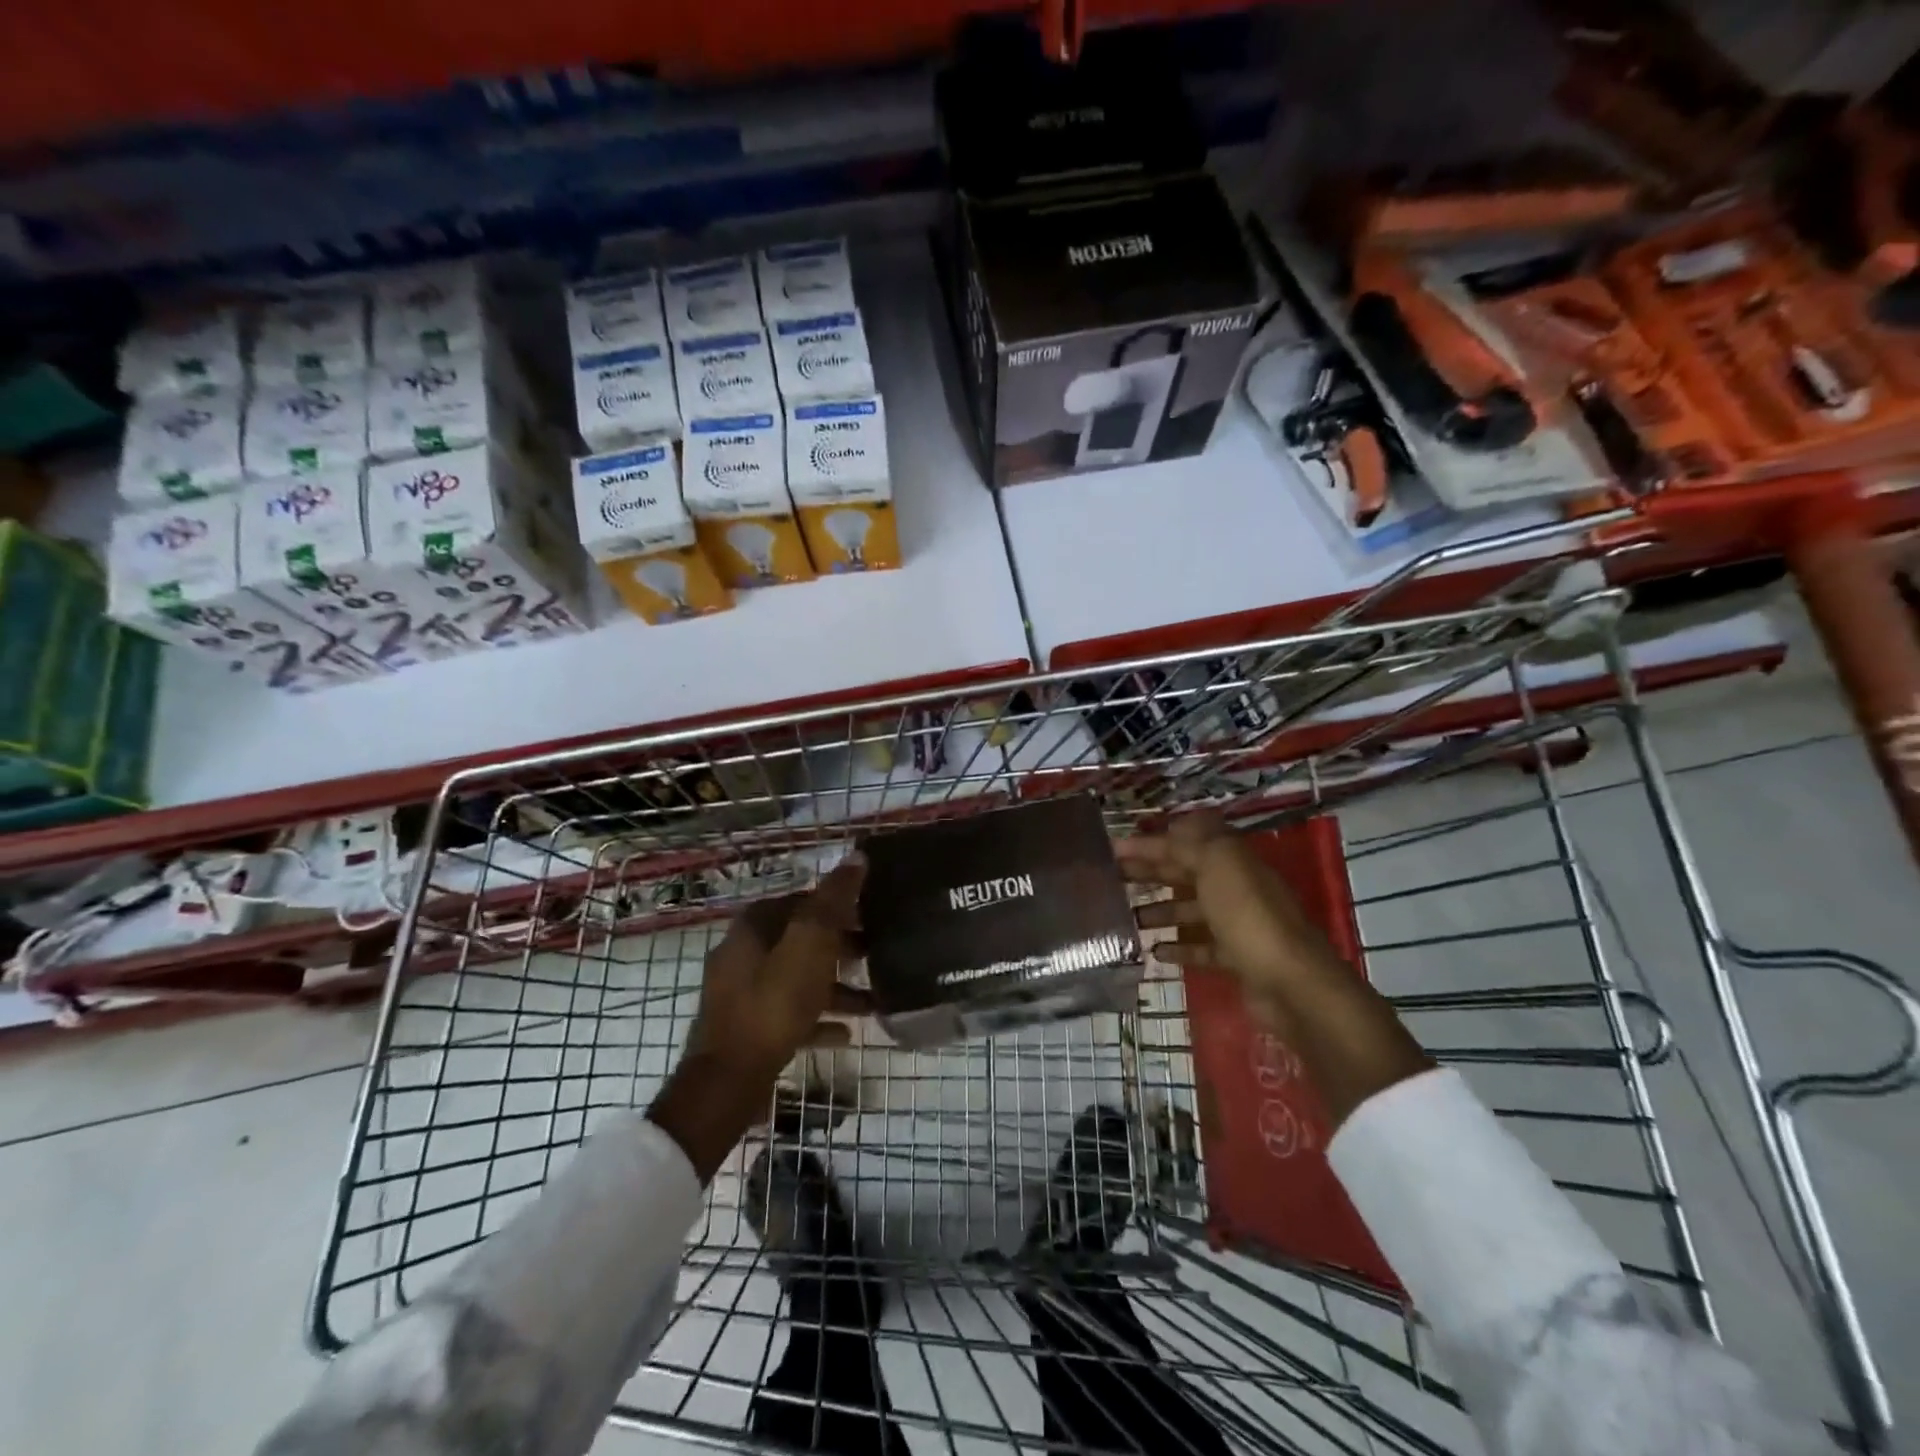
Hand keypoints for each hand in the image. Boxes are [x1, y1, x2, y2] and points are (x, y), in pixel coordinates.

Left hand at [682, 856, 868, 1081]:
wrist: (729, 1078)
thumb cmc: (774, 1003)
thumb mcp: (811, 945)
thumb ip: (834, 901)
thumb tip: (857, 856)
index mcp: (755, 925)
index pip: (803, 900)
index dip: (840, 905)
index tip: (873, 916)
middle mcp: (744, 951)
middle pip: (801, 939)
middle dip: (841, 947)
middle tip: (877, 954)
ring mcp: (742, 991)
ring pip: (798, 978)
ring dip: (835, 987)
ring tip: (873, 1002)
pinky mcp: (747, 1026)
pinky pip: (790, 1013)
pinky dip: (818, 1018)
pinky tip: (846, 1034)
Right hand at [1116, 813, 1343, 1002]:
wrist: (1292, 983)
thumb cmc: (1249, 917)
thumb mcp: (1218, 865)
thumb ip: (1190, 844)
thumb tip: (1170, 829)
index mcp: (1231, 859)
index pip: (1183, 842)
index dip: (1148, 843)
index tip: (1111, 849)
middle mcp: (1235, 886)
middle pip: (1185, 873)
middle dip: (1149, 872)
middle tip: (1110, 879)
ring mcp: (1238, 923)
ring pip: (1191, 910)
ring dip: (1160, 910)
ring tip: (1126, 917)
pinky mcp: (1238, 958)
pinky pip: (1202, 947)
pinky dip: (1179, 947)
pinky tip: (1154, 951)